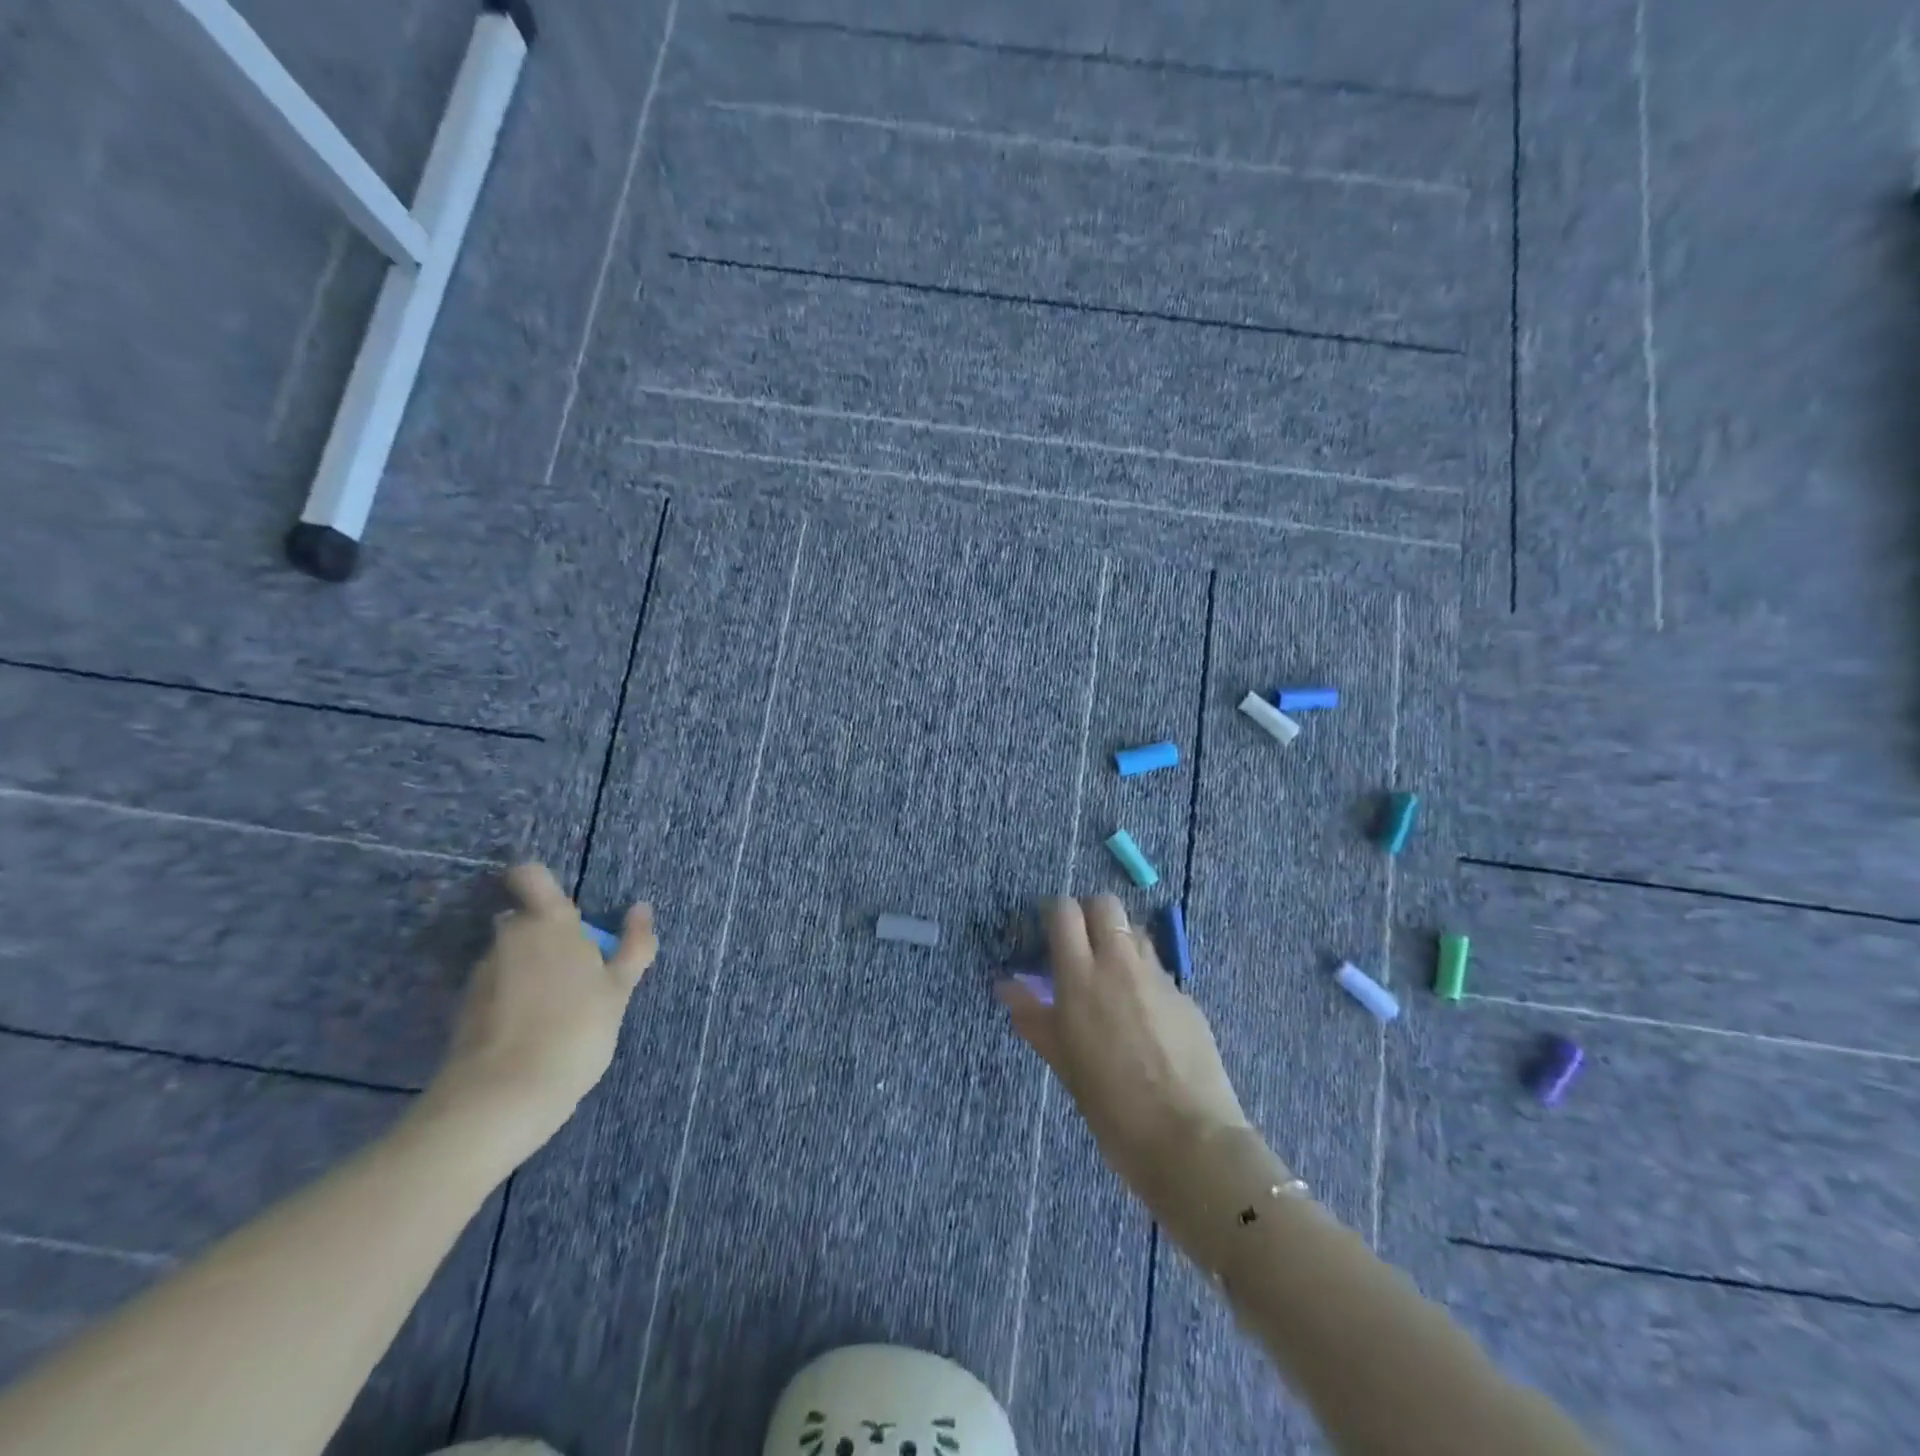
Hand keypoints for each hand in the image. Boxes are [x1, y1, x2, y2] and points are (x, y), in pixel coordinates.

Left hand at [421, 863, 656, 1161]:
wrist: (501, 1097)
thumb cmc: (574, 1031)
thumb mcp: (619, 990)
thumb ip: (633, 946)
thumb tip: (642, 908)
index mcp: (548, 922)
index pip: (530, 876)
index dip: (538, 881)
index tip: (560, 903)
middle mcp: (509, 937)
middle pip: (524, 920)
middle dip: (546, 936)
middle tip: (577, 970)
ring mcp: (482, 974)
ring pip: (511, 956)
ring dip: (530, 969)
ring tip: (557, 1008)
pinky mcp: (465, 1009)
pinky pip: (497, 988)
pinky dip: (514, 999)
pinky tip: (534, 1030)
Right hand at [997, 895, 1249, 1210]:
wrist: (1189, 1139)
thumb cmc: (1112, 1108)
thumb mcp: (1064, 1063)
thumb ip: (1034, 1017)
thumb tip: (1005, 986)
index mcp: (1081, 978)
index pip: (1064, 911)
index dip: (1052, 915)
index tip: (1045, 936)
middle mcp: (1120, 964)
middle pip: (1104, 904)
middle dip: (1088, 914)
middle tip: (1078, 948)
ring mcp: (1158, 976)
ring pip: (1134, 930)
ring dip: (1118, 940)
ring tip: (1111, 977)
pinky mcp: (1186, 995)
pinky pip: (1158, 968)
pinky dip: (1143, 975)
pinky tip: (1143, 1013)